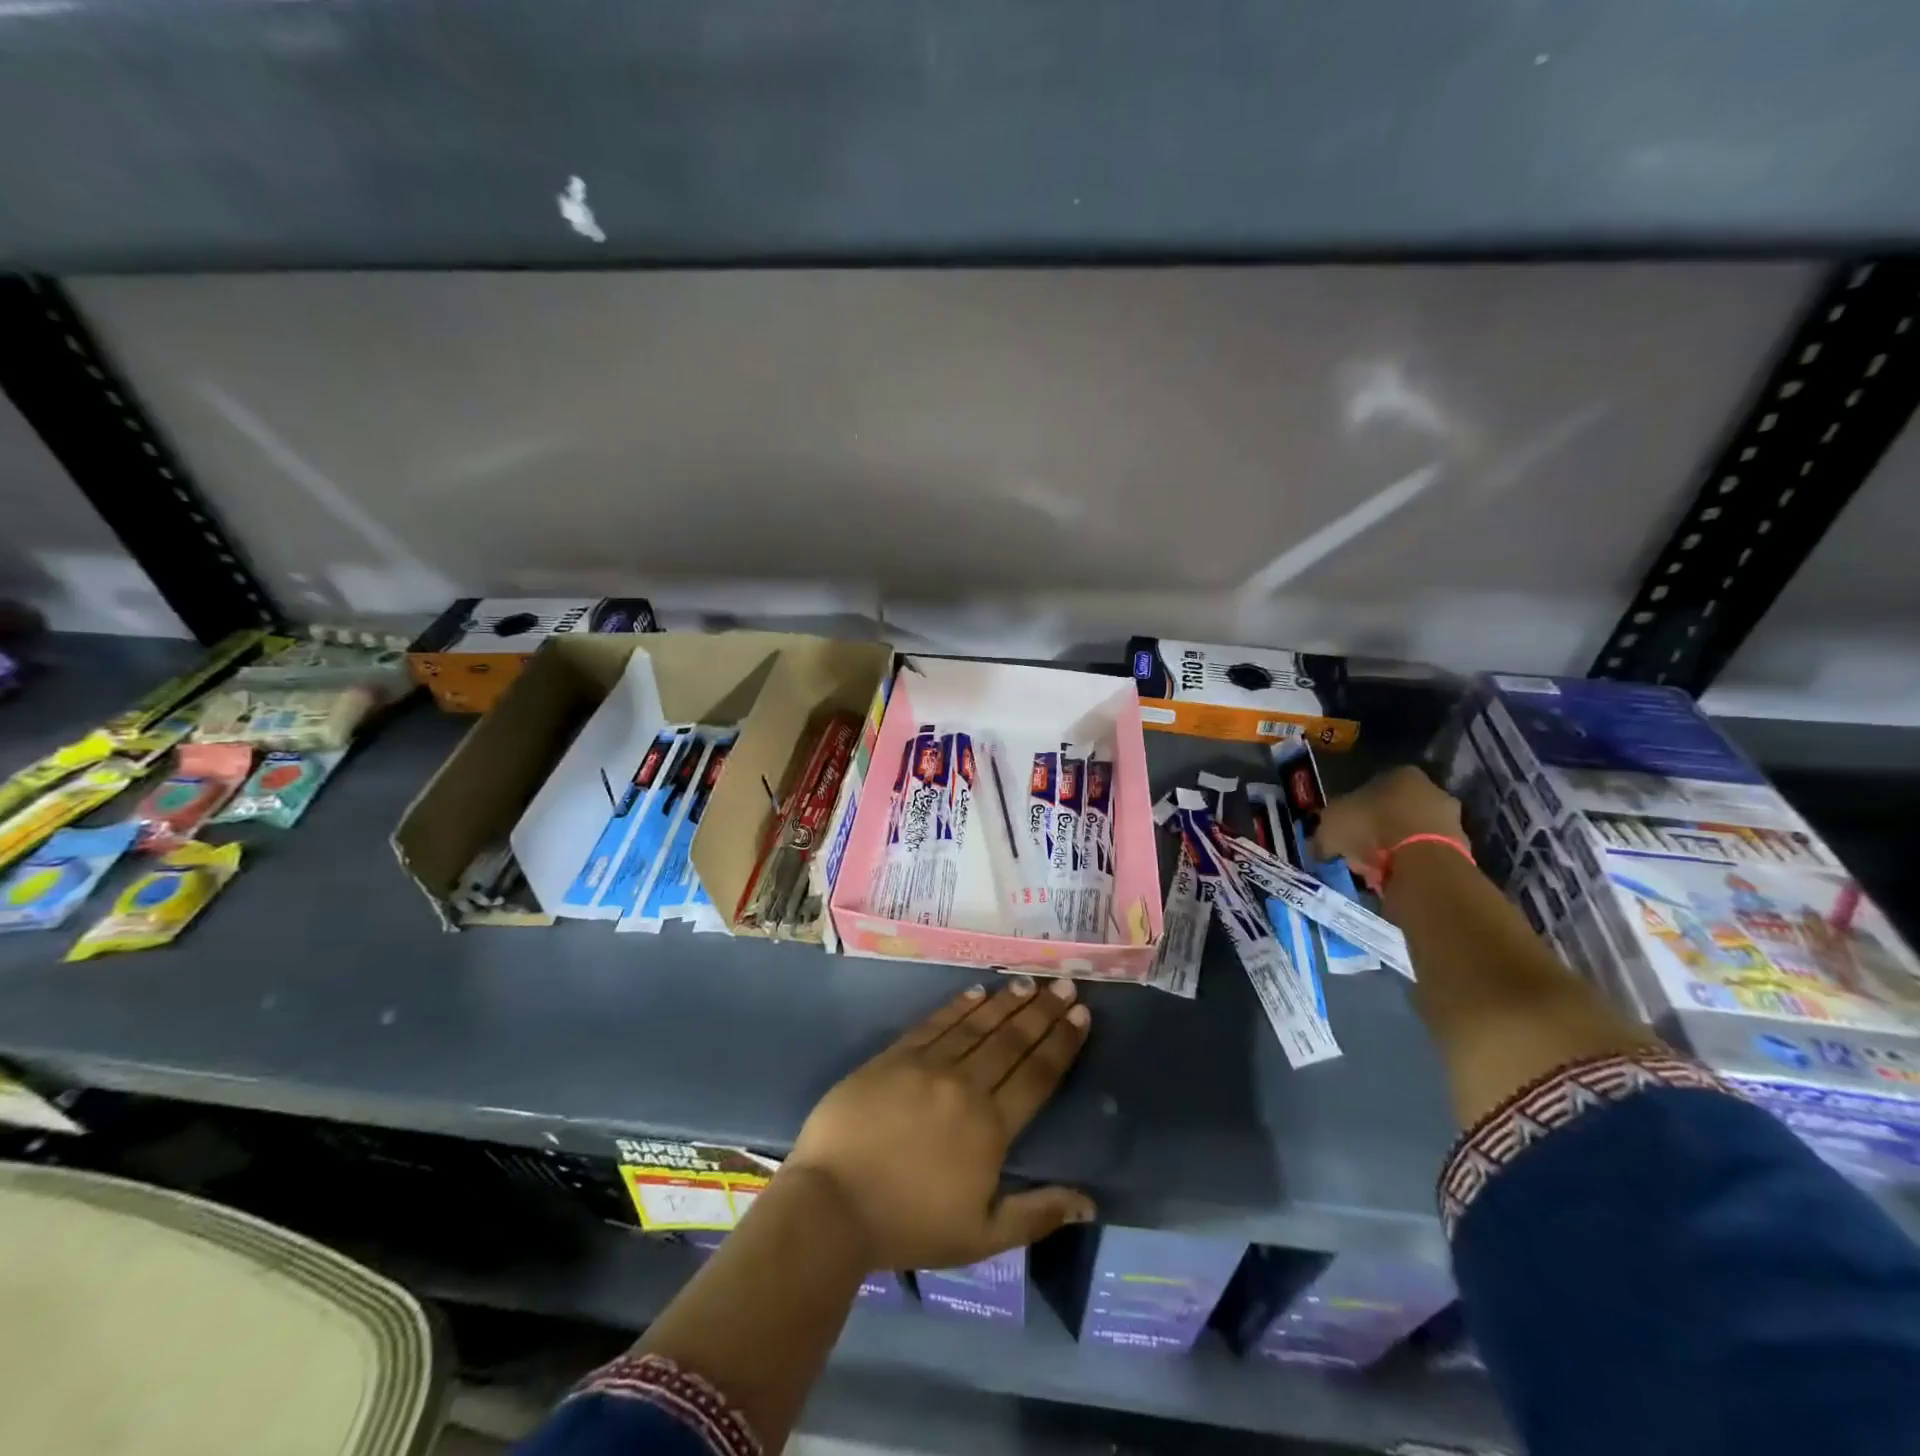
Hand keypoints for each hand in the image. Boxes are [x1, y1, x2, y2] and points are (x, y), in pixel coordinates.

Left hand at [782, 976, 1093, 1270]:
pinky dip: (959, 1005)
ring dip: (1006, 1002)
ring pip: (977, 1025)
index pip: (1037, 1074)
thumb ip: (1037, 1214)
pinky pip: (935, 1022)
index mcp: (991, 1127)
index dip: (1062, 1042)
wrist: (832, 1204)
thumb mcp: (981, 1236)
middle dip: (1042, 1011)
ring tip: (1028, 982)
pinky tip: (977, 991)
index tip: (1082, 1013)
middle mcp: (965, 1085)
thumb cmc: (909, 1225)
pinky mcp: (894, 1056)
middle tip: (1064, 984)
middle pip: (1011, 1040)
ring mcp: (927, 1065)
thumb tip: (1089, 1201)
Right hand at [1313, 766, 1464, 885]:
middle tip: (1360, 850)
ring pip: (1414, 831)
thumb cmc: (1372, 827)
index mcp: (1401, 773)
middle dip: (1379, 828)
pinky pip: (1427, 854)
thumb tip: (1319, 847)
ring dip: (1397, 847)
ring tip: (1376, 870)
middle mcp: (1432, 789)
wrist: (1422, 861)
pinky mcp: (1463, 847)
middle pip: (1397, 808)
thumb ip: (1324, 834)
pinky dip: (1413, 864)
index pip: (1373, 785)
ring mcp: (1452, 818)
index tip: (1346, 829)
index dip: (1356, 808)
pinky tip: (1396, 878)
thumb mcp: (1330, 826)